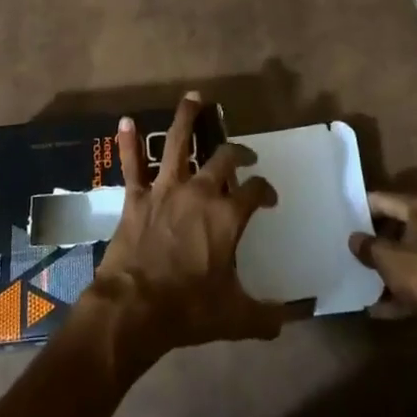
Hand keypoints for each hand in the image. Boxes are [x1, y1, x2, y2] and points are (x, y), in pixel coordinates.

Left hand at [78, 92, 289, 375]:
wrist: (135, 307)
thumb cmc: (189, 309)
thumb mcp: (236, 317)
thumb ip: (266, 316)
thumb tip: (291, 319)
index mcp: (227, 216)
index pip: (255, 190)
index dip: (265, 190)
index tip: (268, 197)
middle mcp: (200, 192)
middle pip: (223, 159)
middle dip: (237, 152)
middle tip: (243, 154)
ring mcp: (165, 190)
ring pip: (177, 143)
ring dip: (186, 118)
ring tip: (193, 98)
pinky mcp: (136, 197)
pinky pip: (132, 165)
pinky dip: (128, 143)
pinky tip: (125, 122)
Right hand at [348, 190, 416, 337]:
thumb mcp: (386, 259)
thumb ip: (366, 245)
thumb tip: (354, 239)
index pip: (381, 200)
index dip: (359, 210)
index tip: (342, 221)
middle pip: (394, 226)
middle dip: (373, 241)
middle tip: (350, 250)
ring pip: (405, 253)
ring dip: (385, 267)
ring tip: (361, 279)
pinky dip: (400, 288)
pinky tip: (379, 307)